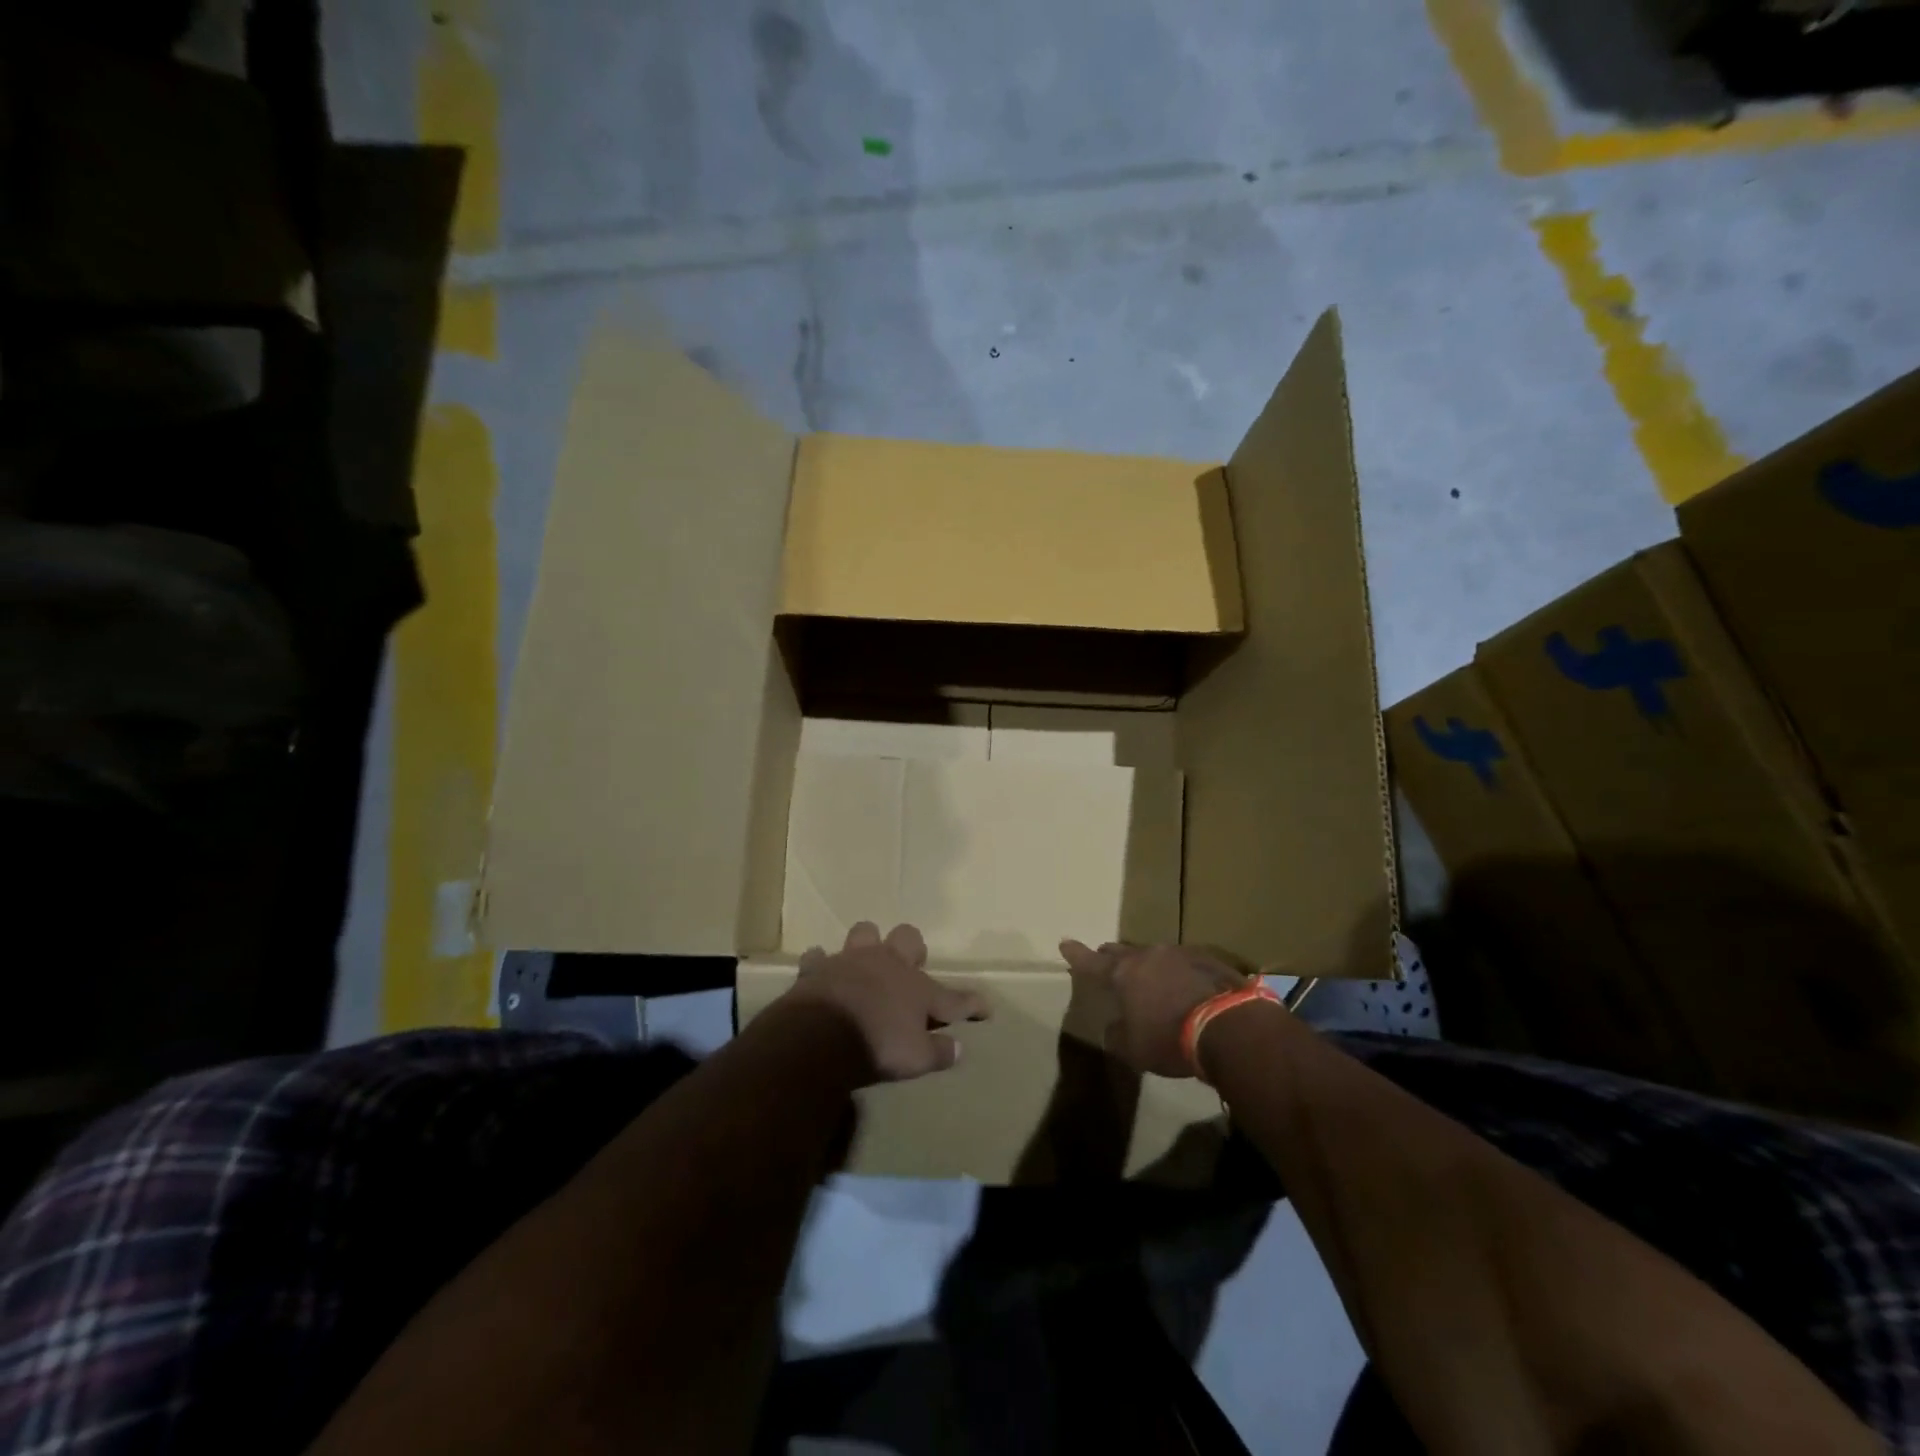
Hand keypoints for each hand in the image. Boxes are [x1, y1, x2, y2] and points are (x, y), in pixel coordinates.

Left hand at [783, 922, 990, 1082]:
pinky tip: (820, 973)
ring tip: (866, 962)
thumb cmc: (877, 1046)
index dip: (973, 1005)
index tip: (986, 1009)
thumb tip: (958, 1048)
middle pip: (908, 939)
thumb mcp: (916, 1059)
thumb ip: (938, 1052)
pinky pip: (817, 958)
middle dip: (913, 949)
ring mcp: (852, 960)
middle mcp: (888, 964)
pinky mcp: (818, 968)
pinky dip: (819, 965)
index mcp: (917, 989)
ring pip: (865, 933)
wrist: (821, 1034)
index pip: (954, 998)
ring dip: (867, 945)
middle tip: (911, 967)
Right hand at [1058, 940, 1259, 1078]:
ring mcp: (1180, 953)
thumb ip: (1118, 1034)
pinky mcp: (1208, 959)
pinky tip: (1185, 986)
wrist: (1228, 1026)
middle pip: (1123, 952)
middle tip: (1106, 958)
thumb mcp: (1134, 1048)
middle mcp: (1148, 956)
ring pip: (1155, 955)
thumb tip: (1113, 1027)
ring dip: (1149, 966)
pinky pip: (1184, 963)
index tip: (1064, 943)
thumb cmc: (1170, 1039)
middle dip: (1112, 956)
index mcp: (1123, 974)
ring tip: (1150, 978)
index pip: (1091, 962)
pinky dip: (1177, 973)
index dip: (1076, 954)